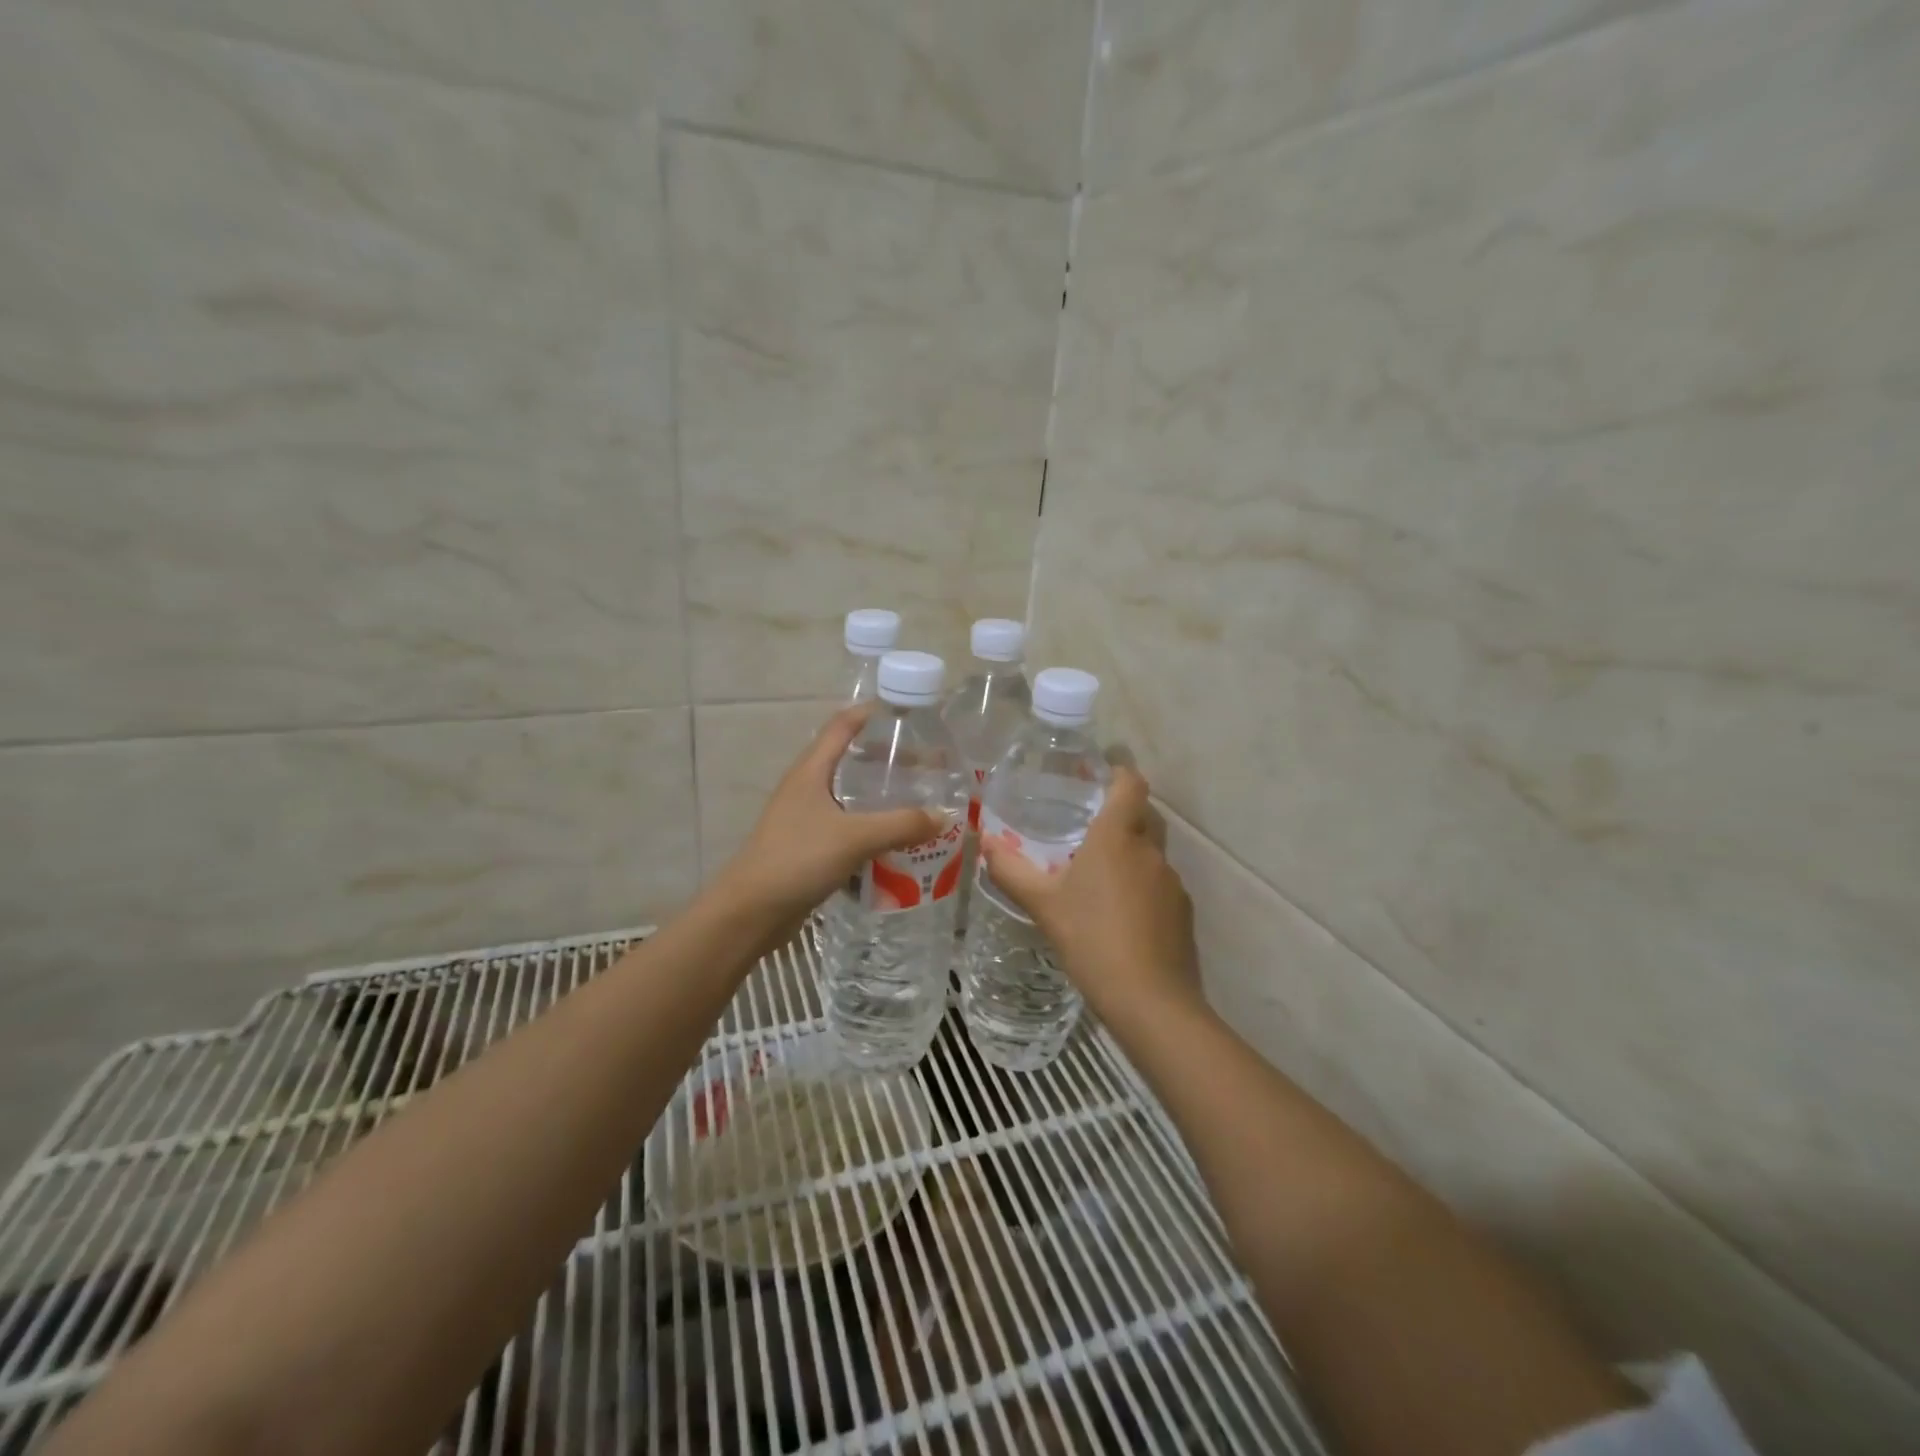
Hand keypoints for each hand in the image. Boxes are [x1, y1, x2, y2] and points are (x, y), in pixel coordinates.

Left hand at [715, 704, 942, 923]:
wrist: (751, 911)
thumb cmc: (798, 859)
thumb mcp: (855, 837)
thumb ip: (901, 825)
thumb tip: (944, 816)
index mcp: (811, 770)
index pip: (843, 725)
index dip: (872, 713)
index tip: (908, 714)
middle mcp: (807, 787)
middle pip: (850, 759)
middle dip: (887, 759)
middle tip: (926, 766)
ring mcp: (806, 817)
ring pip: (850, 797)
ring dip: (881, 797)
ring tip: (918, 801)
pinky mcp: (809, 846)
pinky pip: (848, 827)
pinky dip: (872, 828)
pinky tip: (896, 841)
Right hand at [980, 766, 1201, 1024]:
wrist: (1150, 1000)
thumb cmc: (1091, 938)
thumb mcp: (1042, 905)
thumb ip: (1011, 870)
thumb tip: (985, 842)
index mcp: (1117, 836)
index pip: (1130, 783)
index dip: (1119, 772)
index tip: (1099, 774)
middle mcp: (1150, 850)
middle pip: (1144, 815)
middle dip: (1122, 814)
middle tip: (1088, 828)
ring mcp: (1172, 882)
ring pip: (1151, 854)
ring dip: (1130, 856)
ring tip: (1099, 878)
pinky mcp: (1183, 912)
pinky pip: (1160, 886)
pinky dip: (1142, 889)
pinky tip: (1121, 917)